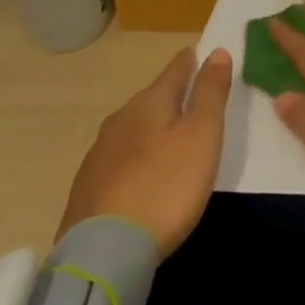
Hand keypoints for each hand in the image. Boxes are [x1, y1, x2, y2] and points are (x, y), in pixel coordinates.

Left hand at [58, 46, 232, 256]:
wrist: (104, 253)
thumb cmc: (166, 185)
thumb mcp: (202, 135)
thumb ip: (210, 93)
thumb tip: (216, 51)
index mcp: (150, 102)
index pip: (175, 71)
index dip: (190, 61)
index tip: (197, 52)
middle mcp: (121, 120)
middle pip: (151, 99)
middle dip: (170, 95)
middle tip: (190, 99)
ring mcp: (99, 154)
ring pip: (133, 129)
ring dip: (151, 128)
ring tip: (169, 137)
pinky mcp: (87, 188)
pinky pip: (119, 159)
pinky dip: (135, 158)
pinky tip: (141, 174)